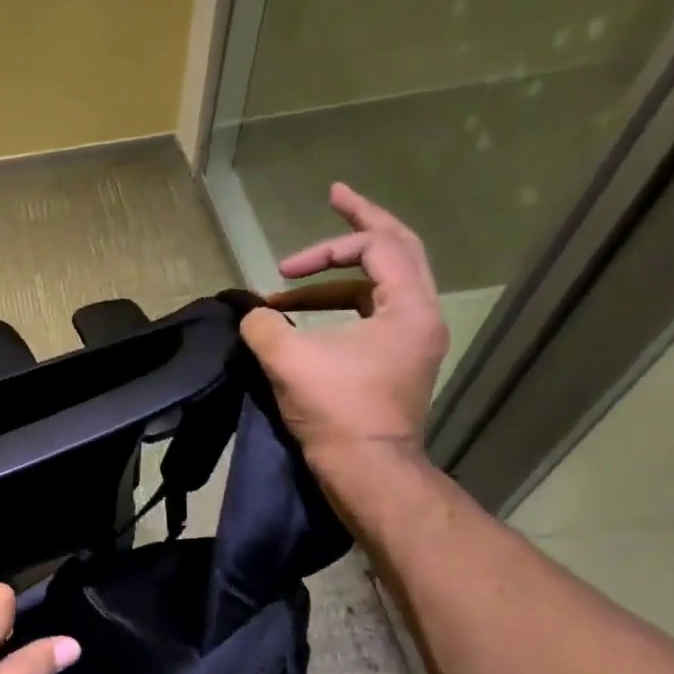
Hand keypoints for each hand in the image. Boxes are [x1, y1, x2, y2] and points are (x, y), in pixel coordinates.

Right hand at [238, 183, 447, 482]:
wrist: (366, 471)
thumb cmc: (337, 411)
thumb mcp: (289, 361)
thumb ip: (263, 326)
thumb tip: (252, 315)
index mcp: (409, 308)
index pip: (380, 246)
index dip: (337, 236)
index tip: (299, 242)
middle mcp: (421, 317)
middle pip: (396, 252)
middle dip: (359, 227)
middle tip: (335, 201)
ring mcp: (411, 343)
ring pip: (379, 288)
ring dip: (332, 283)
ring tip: (285, 291)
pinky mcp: (394, 364)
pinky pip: (370, 316)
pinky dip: (336, 309)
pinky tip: (301, 323)